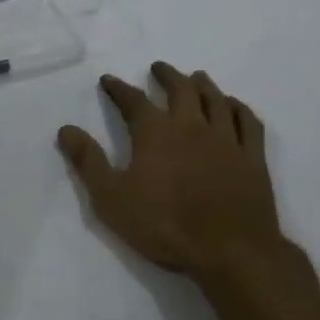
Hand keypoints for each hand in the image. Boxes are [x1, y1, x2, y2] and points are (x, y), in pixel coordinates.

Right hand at [58, 62, 286, 278]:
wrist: (231, 252)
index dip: (118, 88)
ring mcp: (226, 139)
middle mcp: (191, 125)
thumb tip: (66, 129)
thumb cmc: (165, 226)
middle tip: (158, 68)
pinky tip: (233, 105)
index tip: (109, 80)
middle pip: (180, 89)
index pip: (133, 100)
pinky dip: (238, 107)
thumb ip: (88, 161)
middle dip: (166, 75)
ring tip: (196, 76)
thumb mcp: (112, 199)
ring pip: (215, 99)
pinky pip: (247, 121)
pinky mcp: (252, 157)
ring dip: (203, 84)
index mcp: (155, 132)